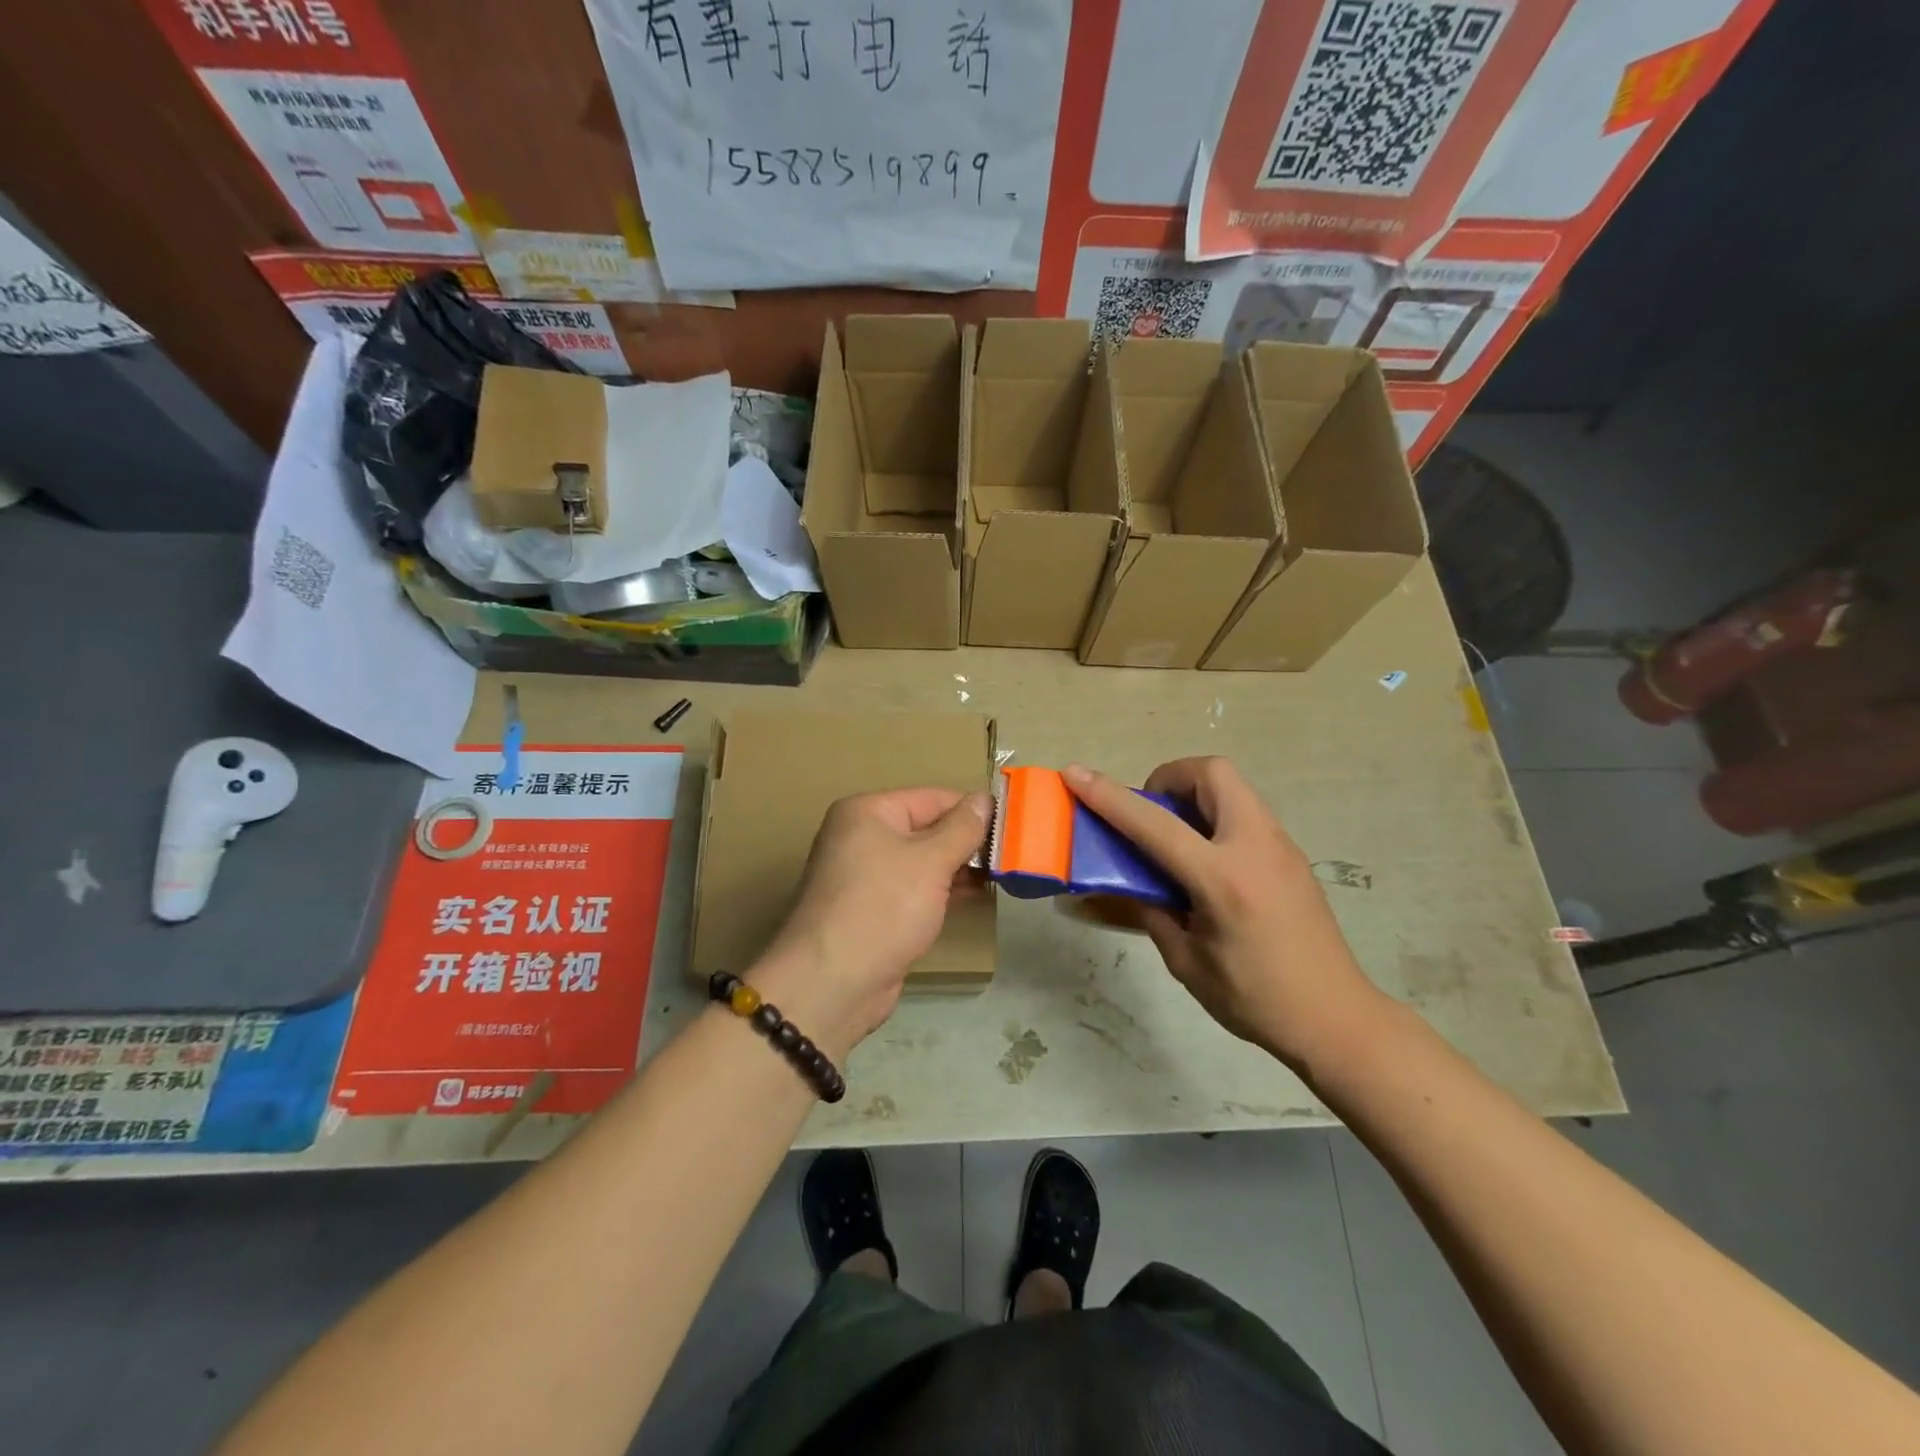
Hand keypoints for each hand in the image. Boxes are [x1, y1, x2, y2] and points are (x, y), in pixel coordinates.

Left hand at [754, 787, 989, 1058]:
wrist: (832, 982)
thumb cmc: (883, 907)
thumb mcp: (930, 861)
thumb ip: (962, 828)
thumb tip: (985, 800)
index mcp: (867, 812)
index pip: (932, 797)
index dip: (972, 809)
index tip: (1013, 825)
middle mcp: (862, 836)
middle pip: (926, 827)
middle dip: (967, 841)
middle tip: (1012, 854)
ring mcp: (865, 874)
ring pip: (922, 860)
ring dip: (957, 867)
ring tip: (1000, 875)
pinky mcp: (872, 908)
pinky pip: (914, 888)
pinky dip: (941, 889)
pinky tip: (973, 896)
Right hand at [1063, 758, 1388, 1076]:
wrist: (1336, 1019)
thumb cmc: (1256, 999)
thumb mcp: (1187, 962)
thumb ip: (1152, 912)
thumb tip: (1125, 884)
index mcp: (1223, 880)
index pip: (1155, 824)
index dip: (1109, 797)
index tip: (1075, 773)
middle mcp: (1255, 848)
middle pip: (1211, 772)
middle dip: (1170, 777)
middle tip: (1151, 815)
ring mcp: (1280, 845)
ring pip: (1233, 786)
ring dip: (1194, 795)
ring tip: (1175, 838)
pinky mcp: (1291, 854)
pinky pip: (1245, 811)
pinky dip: (1215, 815)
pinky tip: (1206, 861)